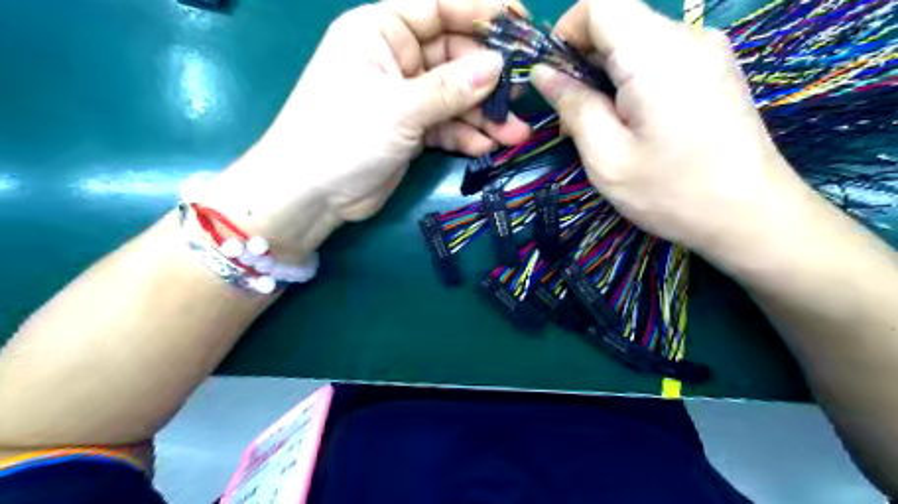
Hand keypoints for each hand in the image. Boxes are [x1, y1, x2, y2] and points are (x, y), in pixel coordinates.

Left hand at [205, 0, 527, 260]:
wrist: (311, 195)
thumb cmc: (342, 136)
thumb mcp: (398, 108)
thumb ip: (450, 88)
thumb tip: (499, 65)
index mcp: (380, 31)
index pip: (439, 7)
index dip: (481, 11)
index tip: (521, 25)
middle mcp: (395, 59)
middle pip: (454, 57)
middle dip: (489, 80)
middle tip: (523, 96)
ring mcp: (405, 97)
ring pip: (455, 97)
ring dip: (484, 116)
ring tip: (515, 135)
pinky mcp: (410, 130)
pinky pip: (445, 126)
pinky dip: (465, 136)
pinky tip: (485, 148)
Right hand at [528, 0, 810, 260]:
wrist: (751, 215)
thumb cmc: (672, 192)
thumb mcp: (606, 158)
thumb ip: (573, 107)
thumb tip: (543, 73)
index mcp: (656, 55)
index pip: (600, 3)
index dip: (566, 32)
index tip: (554, 77)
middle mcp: (687, 37)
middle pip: (618, 22)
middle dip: (583, 61)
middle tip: (571, 116)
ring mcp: (705, 51)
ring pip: (635, 42)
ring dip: (605, 76)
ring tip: (599, 126)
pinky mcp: (713, 69)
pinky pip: (658, 58)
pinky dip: (630, 82)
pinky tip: (629, 122)